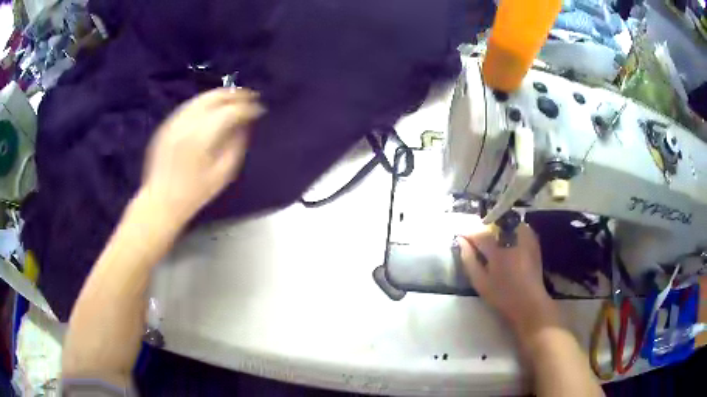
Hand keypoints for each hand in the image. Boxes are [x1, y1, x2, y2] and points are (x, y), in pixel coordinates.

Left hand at [142, 88, 263, 224]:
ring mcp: (174, 122)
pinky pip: (189, 105)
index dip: (248, 107)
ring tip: (234, 98)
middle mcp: (187, 123)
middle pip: (215, 97)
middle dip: (235, 94)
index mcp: (202, 137)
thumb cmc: (195, 193)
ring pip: (201, 98)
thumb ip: (236, 145)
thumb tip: (245, 124)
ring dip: (220, 95)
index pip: (230, 111)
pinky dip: (204, 102)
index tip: (259, 109)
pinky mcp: (166, 125)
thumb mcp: (223, 174)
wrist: (161, 201)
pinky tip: (212, 107)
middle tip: (250, 96)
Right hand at [457, 223, 561, 342]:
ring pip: (507, 222)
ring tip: (491, 239)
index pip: (479, 232)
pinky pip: (519, 227)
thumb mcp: (480, 282)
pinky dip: (510, 229)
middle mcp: (512, 239)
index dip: (468, 232)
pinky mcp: (533, 241)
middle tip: (476, 239)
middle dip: (483, 228)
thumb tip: (461, 241)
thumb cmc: (503, 296)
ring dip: (497, 227)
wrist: (530, 303)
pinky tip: (507, 241)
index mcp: (498, 250)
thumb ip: (469, 259)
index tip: (461, 236)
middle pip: (493, 224)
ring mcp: (525, 238)